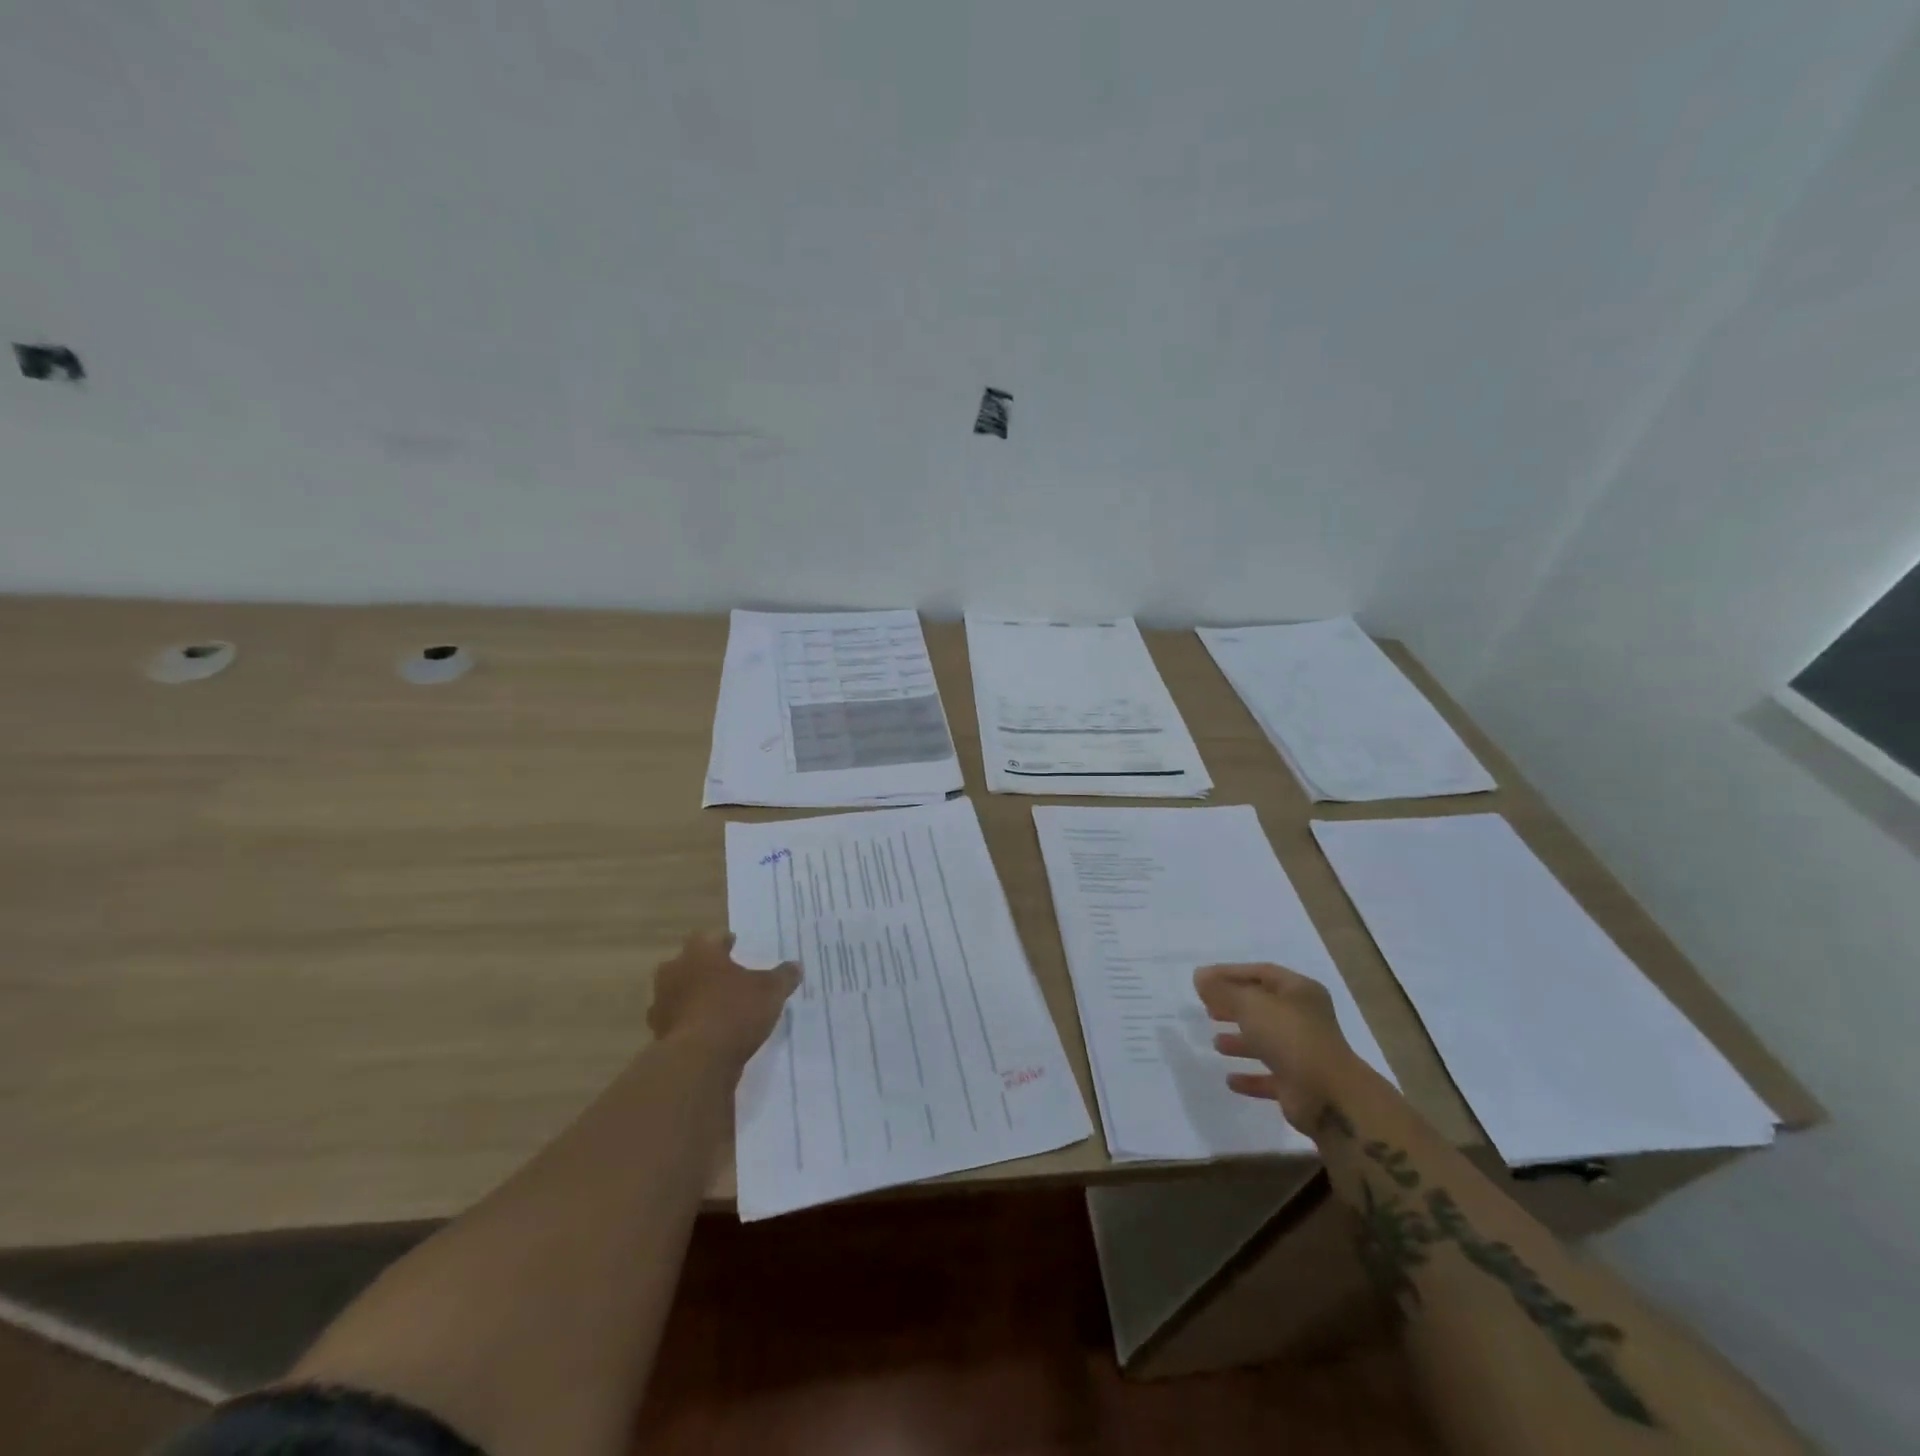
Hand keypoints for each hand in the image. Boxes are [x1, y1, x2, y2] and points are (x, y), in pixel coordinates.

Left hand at [648, 933, 799, 1064]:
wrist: (697, 1061)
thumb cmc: (735, 1011)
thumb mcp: (771, 991)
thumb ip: (783, 976)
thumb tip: (795, 966)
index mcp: (699, 953)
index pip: (710, 938)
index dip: (724, 942)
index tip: (735, 946)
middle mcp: (675, 972)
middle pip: (689, 964)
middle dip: (706, 969)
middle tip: (726, 976)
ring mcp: (662, 1004)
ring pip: (680, 992)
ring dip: (694, 997)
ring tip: (718, 1006)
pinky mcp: (659, 1034)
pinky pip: (678, 1021)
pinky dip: (690, 1023)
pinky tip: (708, 1032)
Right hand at [1194, 962, 1364, 1132]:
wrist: (1329, 1096)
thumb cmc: (1290, 1037)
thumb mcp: (1250, 1005)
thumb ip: (1222, 990)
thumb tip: (1199, 976)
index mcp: (1299, 991)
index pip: (1261, 972)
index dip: (1230, 973)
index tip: (1202, 980)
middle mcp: (1304, 1018)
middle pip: (1263, 1006)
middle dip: (1234, 1007)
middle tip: (1207, 1009)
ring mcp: (1304, 1051)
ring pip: (1267, 1041)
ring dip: (1241, 1041)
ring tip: (1215, 1043)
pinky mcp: (1300, 1083)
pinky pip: (1270, 1075)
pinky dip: (1251, 1076)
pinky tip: (1230, 1080)